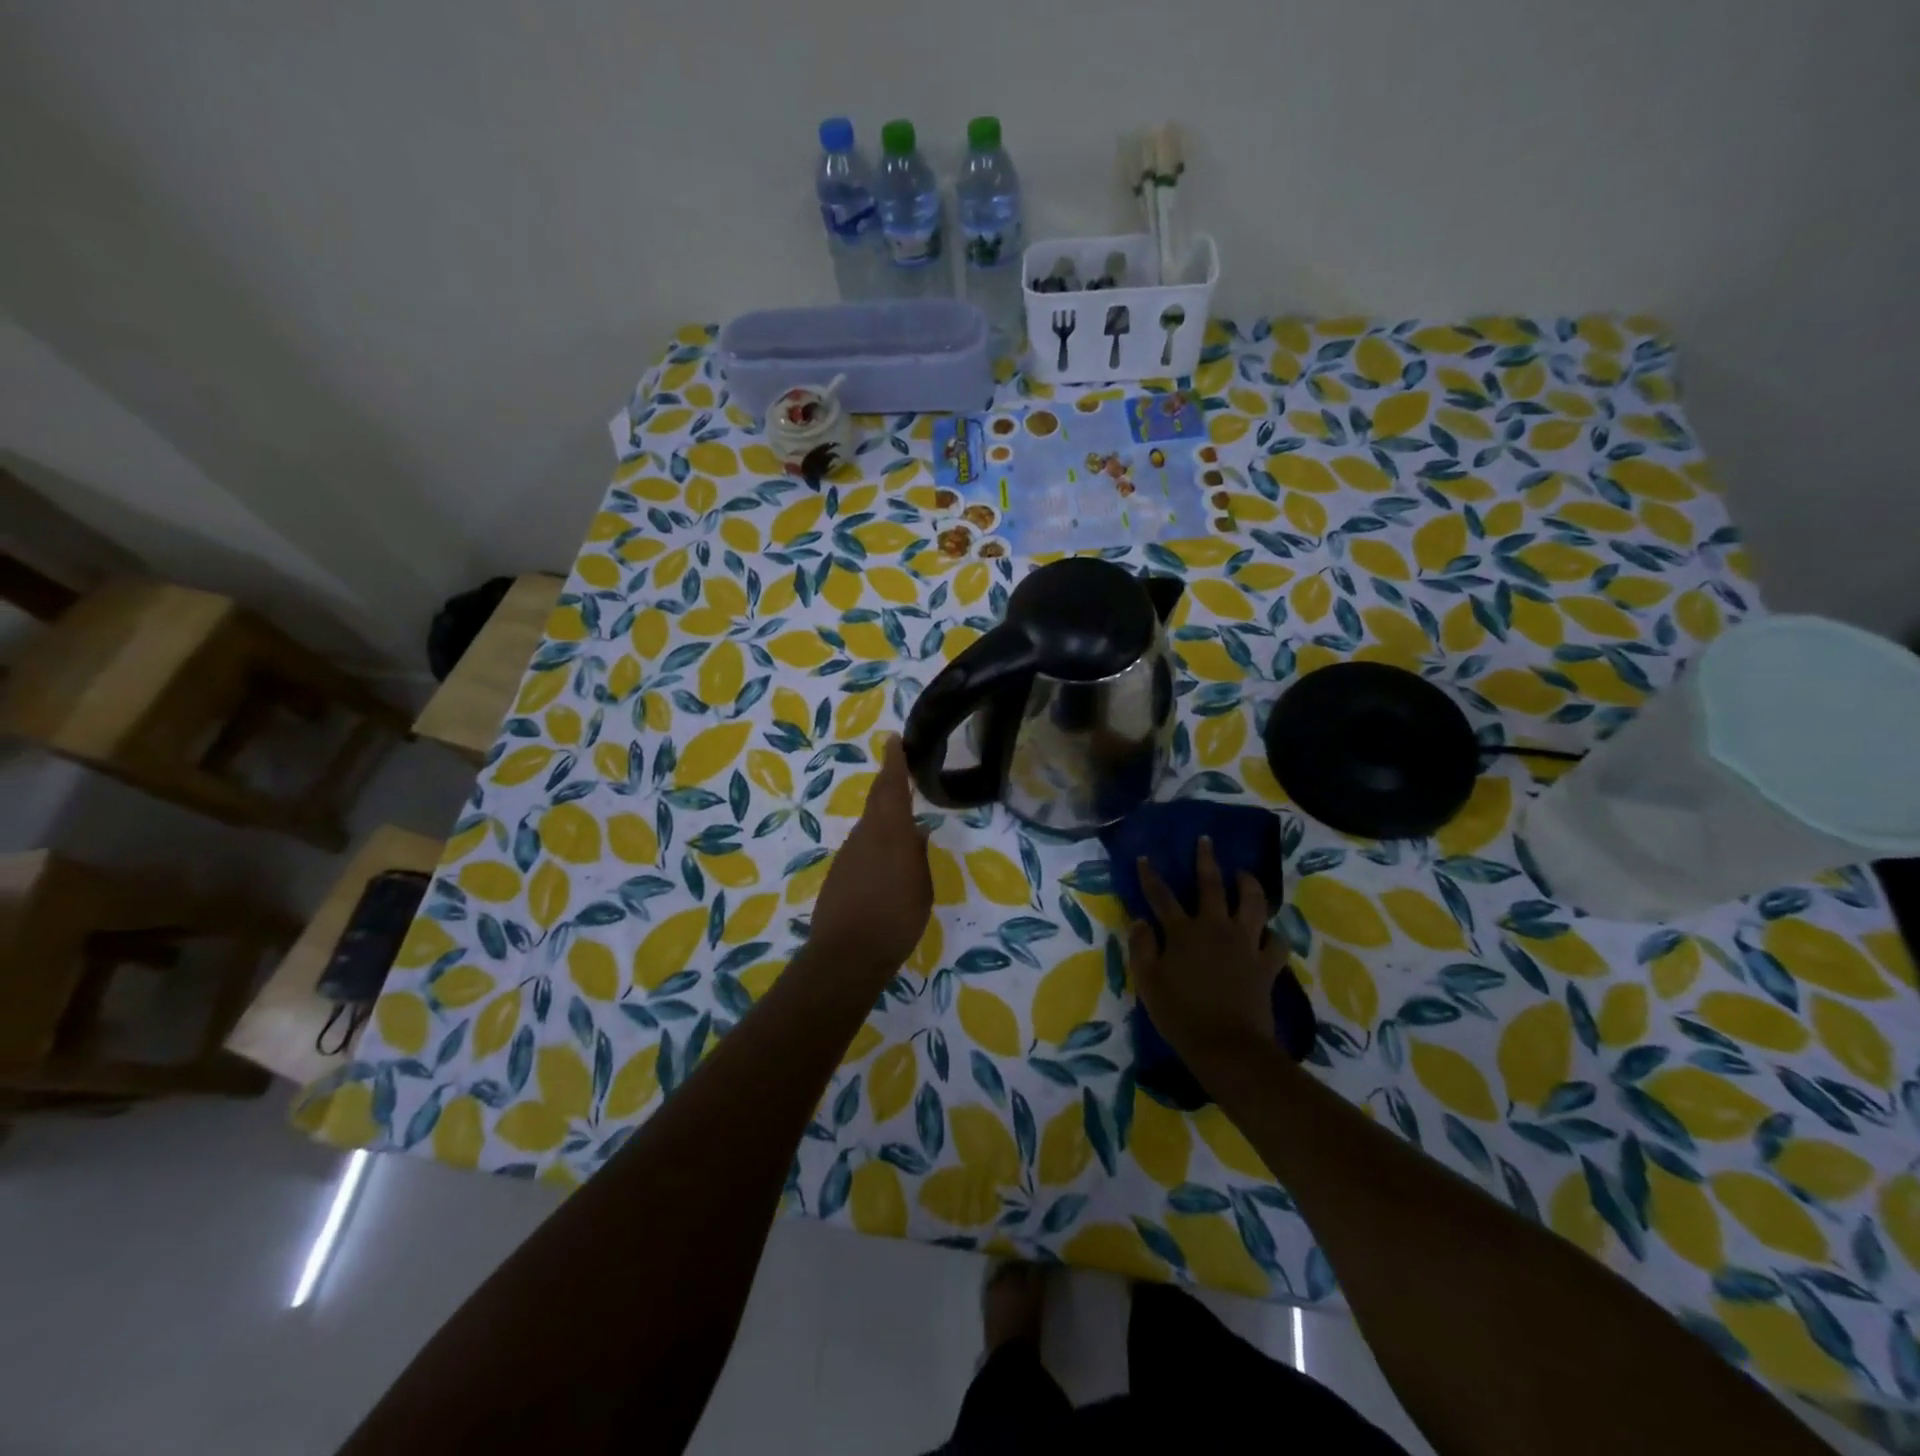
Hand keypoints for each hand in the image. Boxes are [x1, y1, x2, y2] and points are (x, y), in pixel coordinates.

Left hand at [810, 736, 932, 973]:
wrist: (847, 954)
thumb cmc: (896, 918)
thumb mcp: (921, 886)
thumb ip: (918, 855)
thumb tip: (918, 832)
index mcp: (889, 832)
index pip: (891, 787)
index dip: (894, 762)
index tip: (893, 739)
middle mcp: (865, 835)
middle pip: (877, 801)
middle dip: (888, 783)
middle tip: (898, 769)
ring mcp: (848, 854)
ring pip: (870, 826)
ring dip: (884, 818)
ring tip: (904, 823)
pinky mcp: (839, 874)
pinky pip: (862, 848)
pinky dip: (876, 845)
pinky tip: (887, 863)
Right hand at [1129, 837, 1285, 1075]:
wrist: (1227, 1046)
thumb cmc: (1180, 1015)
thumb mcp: (1147, 982)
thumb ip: (1141, 947)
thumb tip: (1140, 921)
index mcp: (1182, 932)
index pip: (1160, 895)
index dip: (1150, 875)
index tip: (1144, 857)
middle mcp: (1215, 928)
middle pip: (1211, 886)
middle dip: (1206, 860)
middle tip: (1207, 841)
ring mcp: (1244, 943)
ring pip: (1252, 903)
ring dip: (1248, 884)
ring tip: (1244, 873)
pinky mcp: (1266, 964)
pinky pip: (1275, 942)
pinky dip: (1272, 934)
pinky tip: (1268, 932)